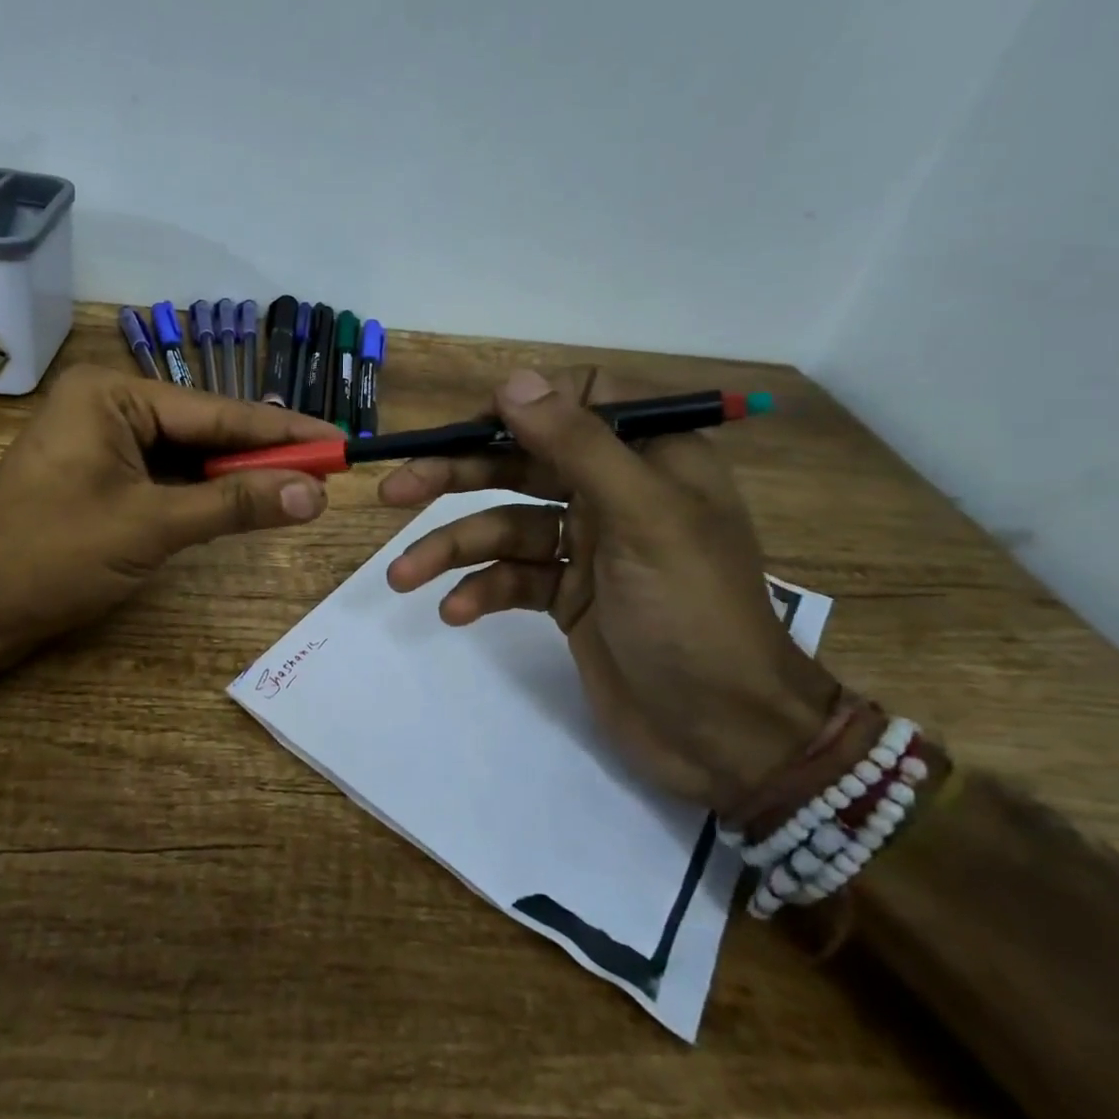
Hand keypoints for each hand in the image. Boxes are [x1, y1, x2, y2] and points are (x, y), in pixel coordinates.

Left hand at [0, 364, 337, 669]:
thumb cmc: (49, 556)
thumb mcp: (151, 527)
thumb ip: (234, 506)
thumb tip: (315, 493)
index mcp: (113, 395)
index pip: (218, 412)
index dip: (284, 431)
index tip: (341, 440)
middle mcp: (109, 406)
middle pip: (205, 431)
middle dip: (263, 455)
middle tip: (330, 469)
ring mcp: (102, 442)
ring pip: (188, 457)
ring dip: (236, 477)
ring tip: (302, 486)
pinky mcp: (100, 478)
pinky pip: (166, 478)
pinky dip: (204, 495)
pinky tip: (246, 503)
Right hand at [379, 367, 837, 812]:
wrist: (724, 736)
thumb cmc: (693, 613)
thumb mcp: (642, 518)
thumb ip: (578, 445)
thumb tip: (513, 381)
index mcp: (650, 458)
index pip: (581, 400)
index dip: (522, 406)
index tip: (470, 427)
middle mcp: (615, 492)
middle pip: (522, 465)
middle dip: (456, 478)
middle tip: (395, 492)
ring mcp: (589, 547)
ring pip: (505, 527)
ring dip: (452, 549)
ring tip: (402, 576)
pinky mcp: (568, 595)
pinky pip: (512, 577)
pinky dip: (481, 591)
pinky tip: (455, 612)